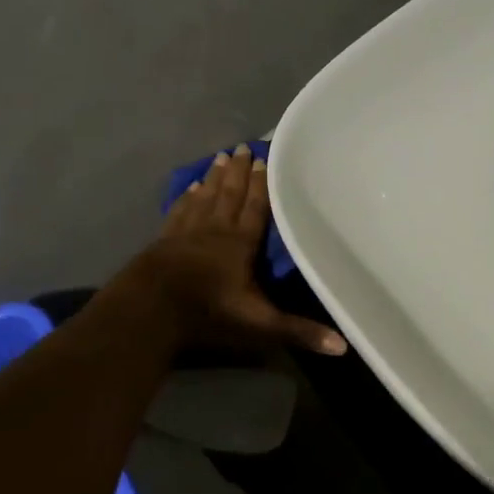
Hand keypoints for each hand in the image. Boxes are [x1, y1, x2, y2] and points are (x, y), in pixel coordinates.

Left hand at [124, 144, 346, 356]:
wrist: (150, 309)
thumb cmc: (208, 312)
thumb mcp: (259, 324)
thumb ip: (299, 331)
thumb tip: (343, 347)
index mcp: (240, 244)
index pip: (255, 208)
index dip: (262, 185)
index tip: (265, 159)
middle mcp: (215, 230)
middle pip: (229, 195)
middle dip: (239, 172)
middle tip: (243, 146)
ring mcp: (186, 233)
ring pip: (205, 198)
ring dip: (214, 178)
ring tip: (221, 156)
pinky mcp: (164, 241)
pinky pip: (180, 212)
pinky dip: (187, 198)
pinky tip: (189, 187)